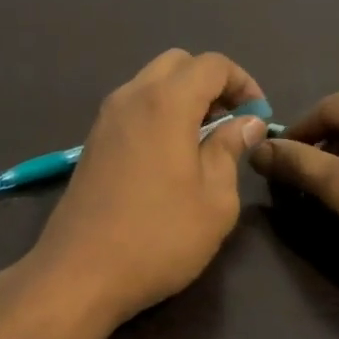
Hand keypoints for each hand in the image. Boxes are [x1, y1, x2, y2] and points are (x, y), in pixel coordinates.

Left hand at [26, 50, 268, 324]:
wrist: (80, 273)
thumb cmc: (159, 238)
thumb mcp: (215, 200)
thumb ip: (230, 151)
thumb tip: (245, 123)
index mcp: (165, 103)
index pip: (211, 64)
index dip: (243, 82)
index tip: (258, 116)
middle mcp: (130, 99)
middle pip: (176, 64)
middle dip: (211, 84)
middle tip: (231, 123)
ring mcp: (105, 121)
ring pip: (150, 85)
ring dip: (182, 99)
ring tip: (205, 143)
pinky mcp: (92, 145)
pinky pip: (132, 110)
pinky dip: (158, 116)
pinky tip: (171, 158)